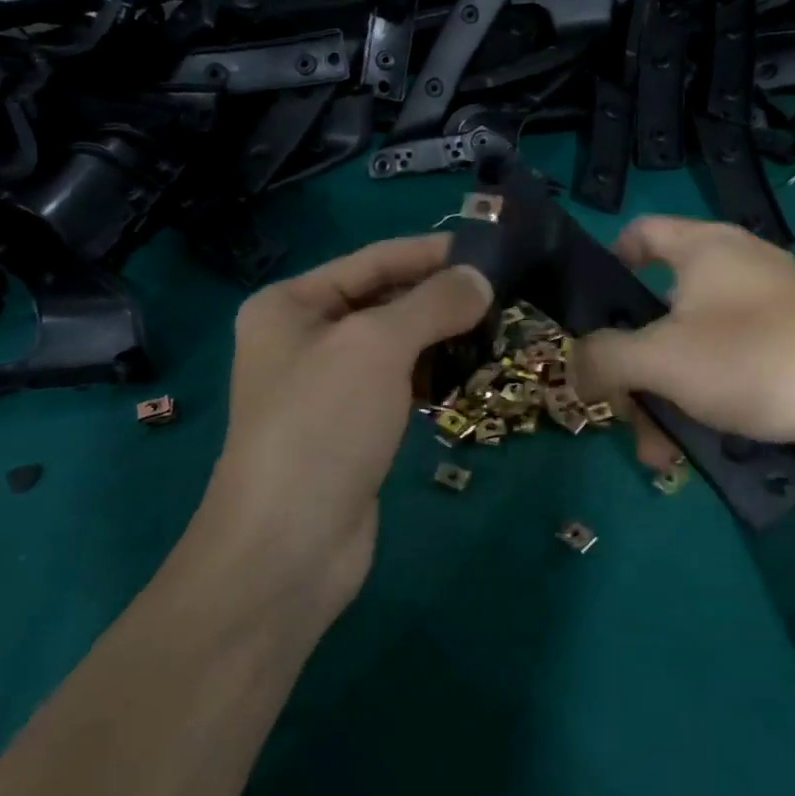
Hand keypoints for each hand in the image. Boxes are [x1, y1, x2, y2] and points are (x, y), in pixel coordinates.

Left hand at [196, 235, 490, 620]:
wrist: (288, 548)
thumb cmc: (323, 425)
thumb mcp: (377, 346)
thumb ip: (432, 303)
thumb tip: (482, 280)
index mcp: (290, 304)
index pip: (373, 260)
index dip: (431, 252)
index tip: (491, 247)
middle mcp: (304, 337)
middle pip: (385, 299)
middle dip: (441, 296)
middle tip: (506, 292)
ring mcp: (328, 385)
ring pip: (397, 343)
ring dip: (443, 336)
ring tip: (498, 329)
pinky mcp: (353, 425)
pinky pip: (399, 382)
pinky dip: (433, 373)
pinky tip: (470, 372)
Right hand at [573, 217, 794, 480]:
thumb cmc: (757, 358)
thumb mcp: (661, 359)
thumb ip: (603, 359)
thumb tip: (573, 367)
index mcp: (705, 248)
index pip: (640, 232)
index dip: (609, 262)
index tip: (592, 312)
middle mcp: (738, 270)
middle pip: (660, 310)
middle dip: (635, 370)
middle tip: (624, 417)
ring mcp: (771, 313)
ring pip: (695, 353)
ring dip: (668, 402)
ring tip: (662, 458)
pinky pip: (734, 373)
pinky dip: (710, 407)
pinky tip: (703, 453)